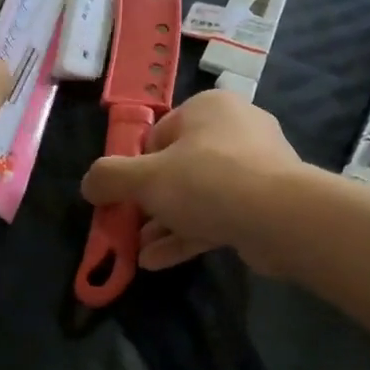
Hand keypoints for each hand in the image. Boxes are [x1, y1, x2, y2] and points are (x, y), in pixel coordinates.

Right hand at [80, 90, 303, 272]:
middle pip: (178, 166)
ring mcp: (255, 168)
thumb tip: (89, 184)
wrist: (280, 217)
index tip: (122, 195)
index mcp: (208, 108)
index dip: (136, 166)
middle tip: (127, 226)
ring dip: (165, 223)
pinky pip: (218, 215)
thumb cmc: (207, 181)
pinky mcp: (265, 203)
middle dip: (149, 201)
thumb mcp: (145, 178)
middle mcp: (234, 130)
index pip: (159, 133)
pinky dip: (188, 235)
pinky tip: (158, 261)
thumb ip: (109, 178)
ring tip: (137, 250)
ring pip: (198, 195)